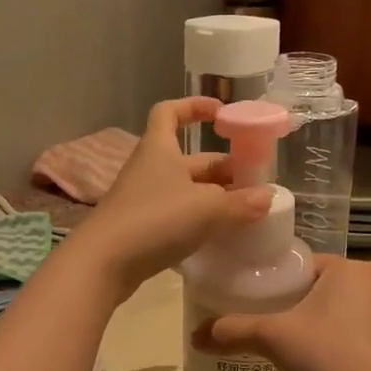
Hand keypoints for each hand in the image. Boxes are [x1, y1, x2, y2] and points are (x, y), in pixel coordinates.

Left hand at [70, 98, 270, 296]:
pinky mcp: (141, 229)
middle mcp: (150, 169)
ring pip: (185, 191)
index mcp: (160, 149)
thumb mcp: (207, 209)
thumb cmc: (156, 220)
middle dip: (222, 169)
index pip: (171, 112)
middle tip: (252, 185)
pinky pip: (176, 216)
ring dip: (214, 198)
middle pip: (190, 160)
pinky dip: (198, 222)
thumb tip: (266, 198)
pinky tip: (219, 237)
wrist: (104, 263)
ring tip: (244, 212)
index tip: (222, 114)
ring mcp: (143, 200)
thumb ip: (240, 204)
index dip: (195, 107)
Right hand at [208, 256, 370, 370]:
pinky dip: (348, 349)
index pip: (304, 265)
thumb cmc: (329, 355)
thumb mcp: (273, 339)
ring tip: (299, 352)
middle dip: (301, 306)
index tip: (259, 302)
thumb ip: (233, 332)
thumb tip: (195, 336)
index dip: (279, 281)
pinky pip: (367, 340)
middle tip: (273, 329)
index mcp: (348, 269)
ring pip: (348, 314)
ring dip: (326, 327)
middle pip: (326, 289)